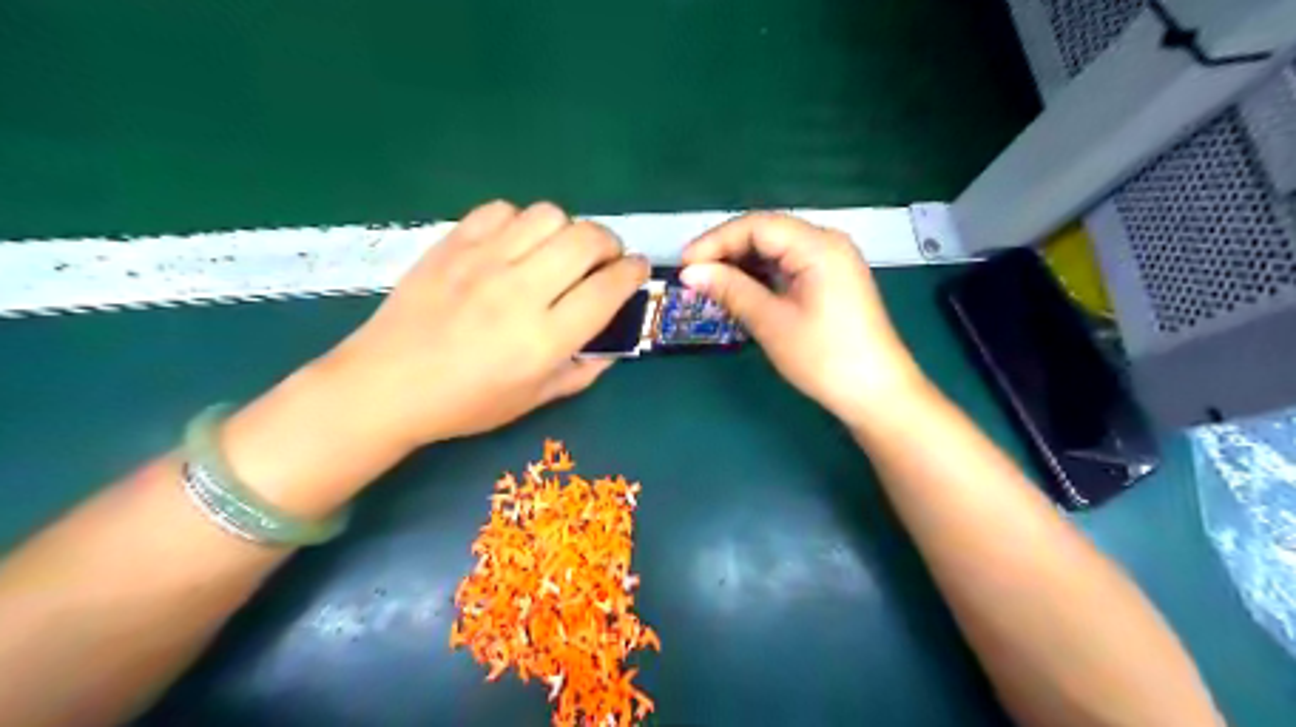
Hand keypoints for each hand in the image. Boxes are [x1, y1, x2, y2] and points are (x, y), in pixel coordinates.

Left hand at [323, 200, 647, 447]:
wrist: (386, 385)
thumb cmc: (466, 403)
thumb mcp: (535, 399)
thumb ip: (584, 369)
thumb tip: (614, 341)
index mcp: (544, 339)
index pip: (608, 289)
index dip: (633, 273)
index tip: (637, 270)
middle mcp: (520, 292)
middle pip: (586, 239)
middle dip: (610, 243)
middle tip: (605, 259)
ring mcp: (483, 262)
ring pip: (549, 215)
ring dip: (568, 229)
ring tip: (560, 250)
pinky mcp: (453, 244)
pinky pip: (502, 211)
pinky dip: (521, 222)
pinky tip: (516, 244)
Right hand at [681, 209, 926, 426]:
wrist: (876, 392)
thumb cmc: (825, 357)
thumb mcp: (772, 323)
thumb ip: (731, 290)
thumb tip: (691, 272)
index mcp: (818, 245)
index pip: (757, 226)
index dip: (716, 240)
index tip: (684, 264)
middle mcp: (827, 242)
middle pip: (767, 232)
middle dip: (727, 250)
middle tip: (693, 275)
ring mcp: (832, 261)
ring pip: (776, 249)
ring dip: (742, 263)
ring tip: (710, 284)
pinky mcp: (830, 280)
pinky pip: (788, 265)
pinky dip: (761, 275)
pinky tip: (740, 290)